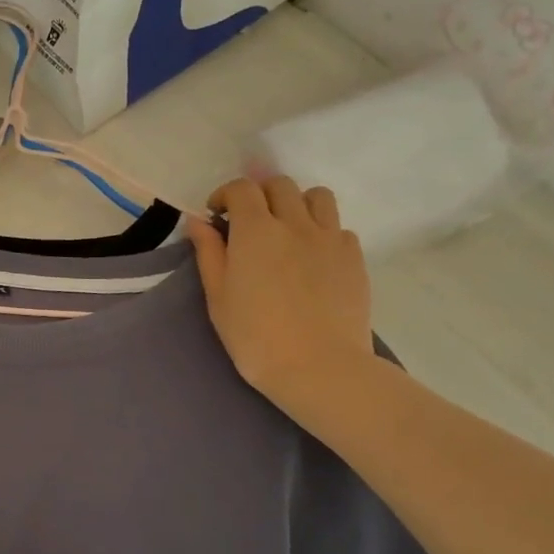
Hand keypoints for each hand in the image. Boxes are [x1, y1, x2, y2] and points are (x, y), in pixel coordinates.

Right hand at [186, 175, 380, 430]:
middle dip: (260, 195)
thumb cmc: (256, 337)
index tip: (217, 215)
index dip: (226, 195)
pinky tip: (313, 258)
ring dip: (297, 204)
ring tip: (288, 229)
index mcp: (256, 231)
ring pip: (317, 197)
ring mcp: (330, 238)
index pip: (242, 189)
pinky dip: (323, 232)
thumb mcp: (219, 298)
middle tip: (250, 221)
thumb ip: (209, 254)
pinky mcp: (354, 258)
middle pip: (280, 185)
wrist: (320, 368)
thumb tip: (199, 222)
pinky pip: (339, 228)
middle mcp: (295, 223)